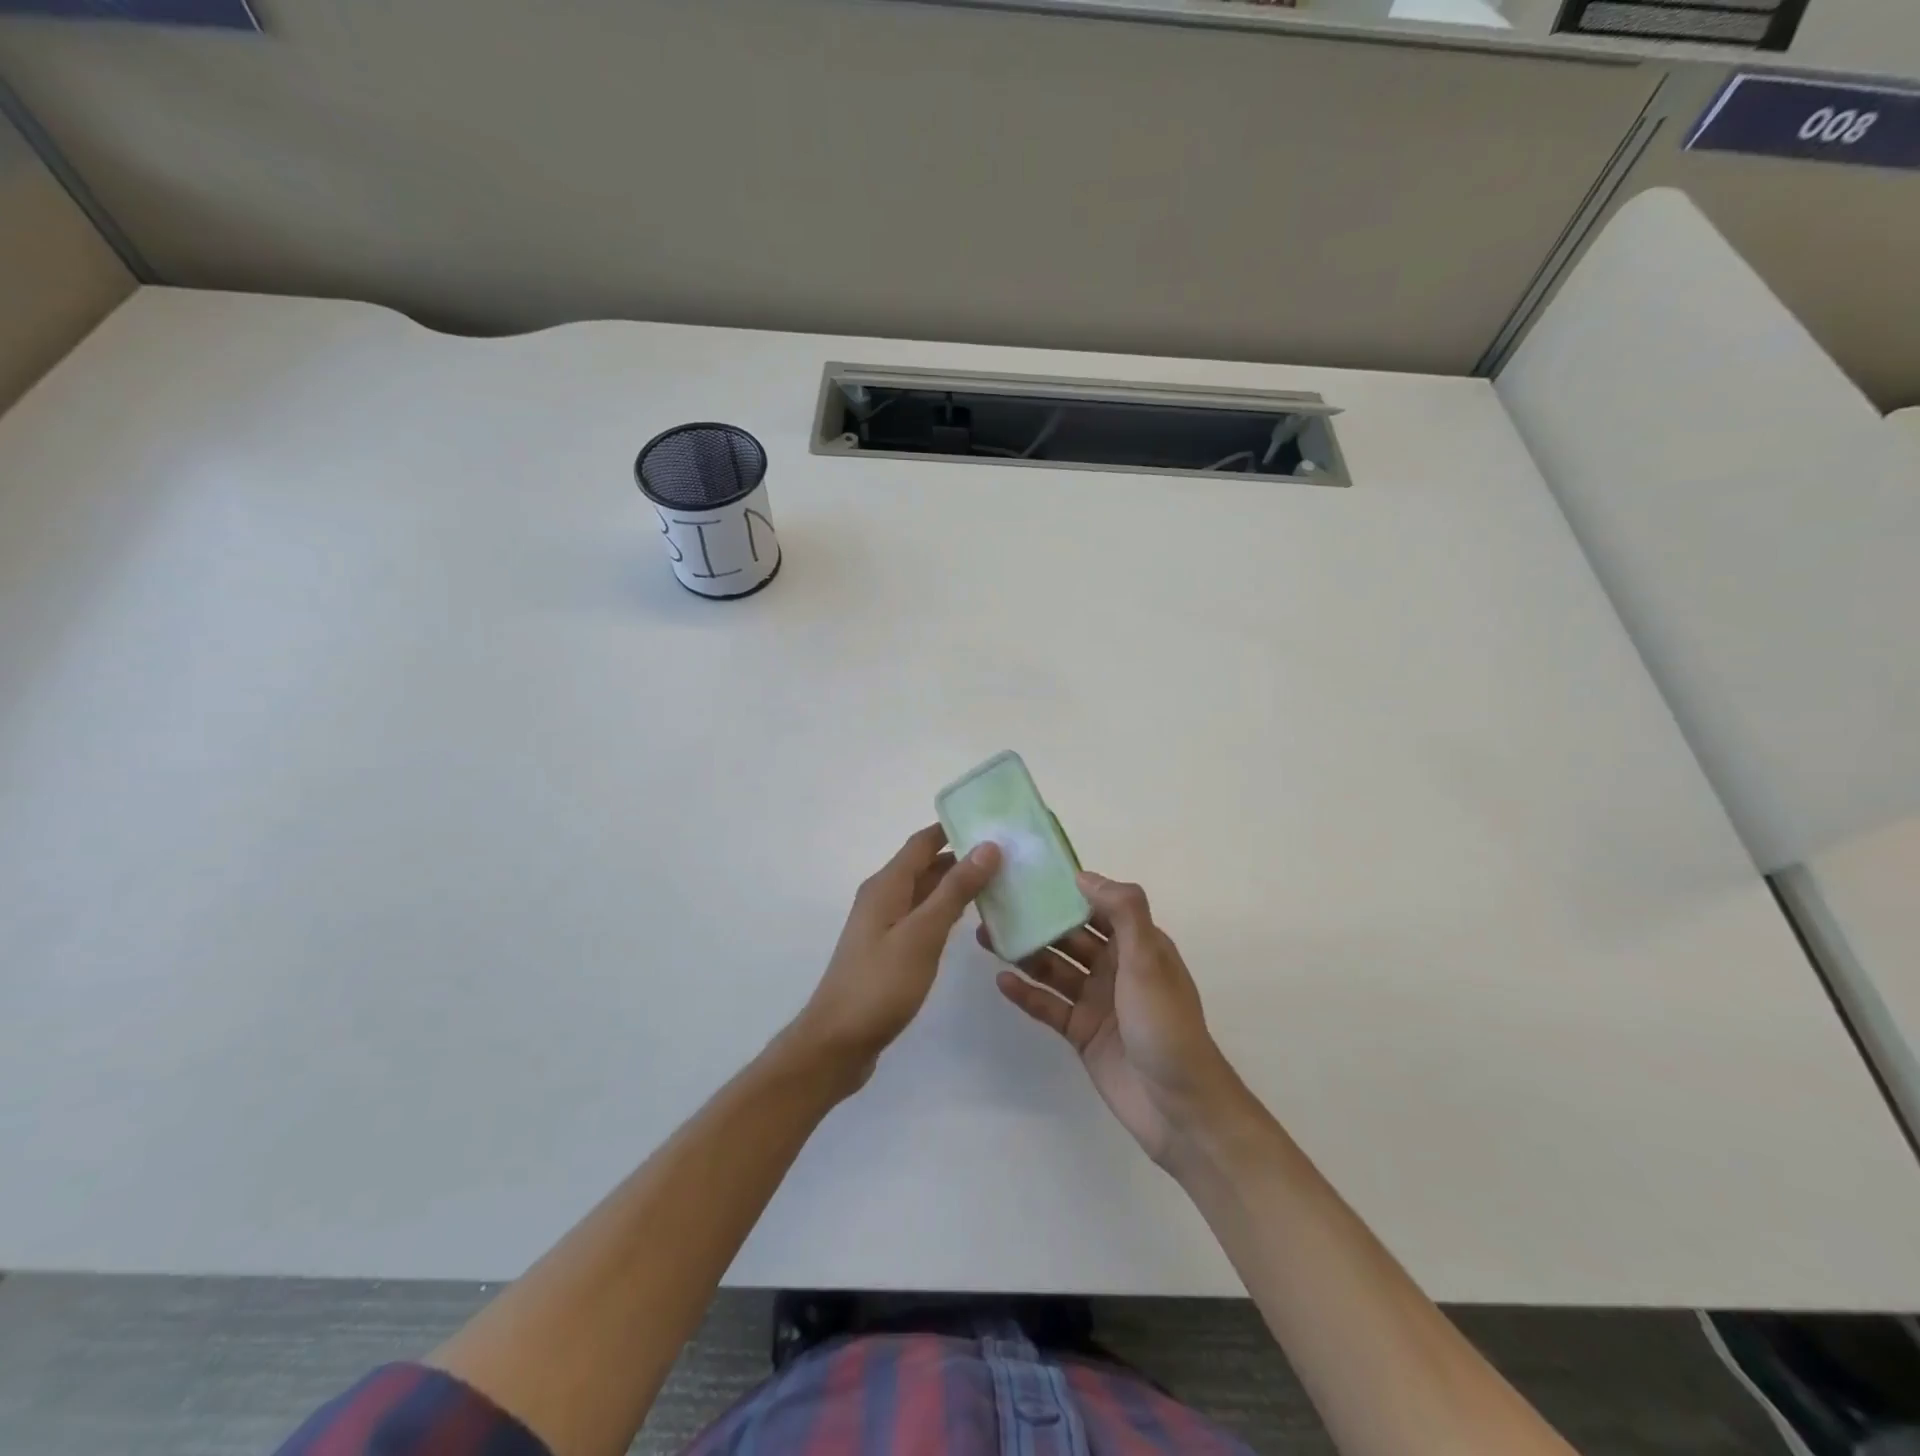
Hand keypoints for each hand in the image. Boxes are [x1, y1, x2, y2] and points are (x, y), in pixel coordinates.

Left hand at [790, 825, 1001, 1087]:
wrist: (837, 1042)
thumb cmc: (880, 984)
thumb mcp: (923, 934)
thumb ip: (955, 891)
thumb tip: (986, 846)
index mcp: (886, 885)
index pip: (923, 842)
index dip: (954, 829)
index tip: (993, 822)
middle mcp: (883, 897)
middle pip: (925, 865)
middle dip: (962, 857)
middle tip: (1007, 855)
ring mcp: (884, 925)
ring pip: (925, 892)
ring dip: (956, 885)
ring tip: (999, 883)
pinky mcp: (888, 950)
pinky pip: (922, 917)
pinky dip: (946, 912)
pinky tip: (970, 921)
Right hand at [983, 871, 1238, 1164]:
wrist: (1178, 1107)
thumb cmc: (1165, 1024)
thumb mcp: (1148, 959)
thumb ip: (1123, 911)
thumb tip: (1083, 876)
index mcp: (1137, 944)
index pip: (1097, 905)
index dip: (1066, 889)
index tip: (1029, 873)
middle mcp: (1115, 967)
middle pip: (1069, 935)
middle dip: (1037, 919)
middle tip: (996, 904)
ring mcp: (1096, 1000)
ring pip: (1054, 968)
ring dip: (1025, 952)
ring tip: (986, 936)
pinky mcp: (1081, 1032)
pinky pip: (1048, 1005)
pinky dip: (1026, 993)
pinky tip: (1000, 980)